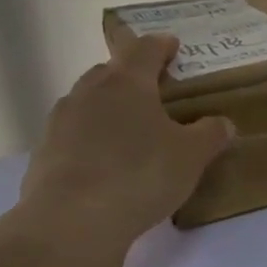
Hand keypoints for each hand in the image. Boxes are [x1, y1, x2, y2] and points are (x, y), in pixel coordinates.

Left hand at [13, 34, 232, 252]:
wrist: (71, 221)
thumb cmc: (140, 175)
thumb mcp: (191, 156)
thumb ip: (210, 134)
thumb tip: (222, 123)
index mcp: (126, 83)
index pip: (144, 50)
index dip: (161, 45)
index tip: (172, 45)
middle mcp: (88, 92)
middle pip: (110, 72)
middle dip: (132, 76)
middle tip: (155, 91)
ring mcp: (60, 122)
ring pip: (89, 102)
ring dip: (110, 108)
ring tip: (132, 130)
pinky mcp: (45, 153)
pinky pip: (75, 134)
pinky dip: (93, 139)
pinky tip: (107, 163)